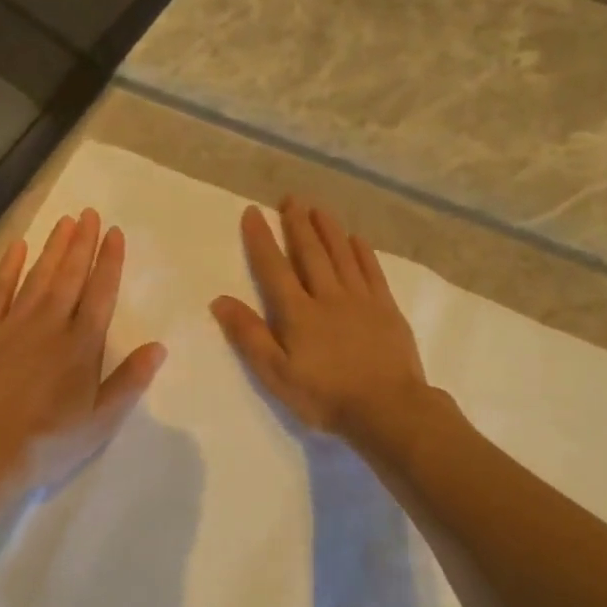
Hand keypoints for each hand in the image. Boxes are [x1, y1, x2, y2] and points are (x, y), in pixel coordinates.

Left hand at [0, 208, 165, 491]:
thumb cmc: (48, 442)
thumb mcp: (101, 421)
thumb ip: (130, 381)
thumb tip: (158, 346)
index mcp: (82, 345)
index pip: (101, 293)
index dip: (109, 261)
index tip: (115, 233)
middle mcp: (50, 324)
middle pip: (70, 276)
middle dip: (82, 243)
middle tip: (89, 213)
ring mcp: (12, 325)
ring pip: (38, 277)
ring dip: (53, 248)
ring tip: (65, 221)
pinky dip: (7, 267)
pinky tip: (17, 247)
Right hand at [211, 195, 432, 447]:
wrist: (387, 408)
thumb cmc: (324, 396)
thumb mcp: (275, 374)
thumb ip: (249, 336)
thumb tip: (220, 300)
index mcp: (297, 313)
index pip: (274, 268)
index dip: (261, 239)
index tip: (253, 212)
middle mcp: (328, 296)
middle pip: (310, 252)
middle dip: (297, 224)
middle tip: (290, 199)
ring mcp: (361, 299)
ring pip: (341, 254)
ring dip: (328, 229)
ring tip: (317, 208)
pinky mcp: (386, 308)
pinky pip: (371, 271)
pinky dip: (361, 252)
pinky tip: (355, 239)